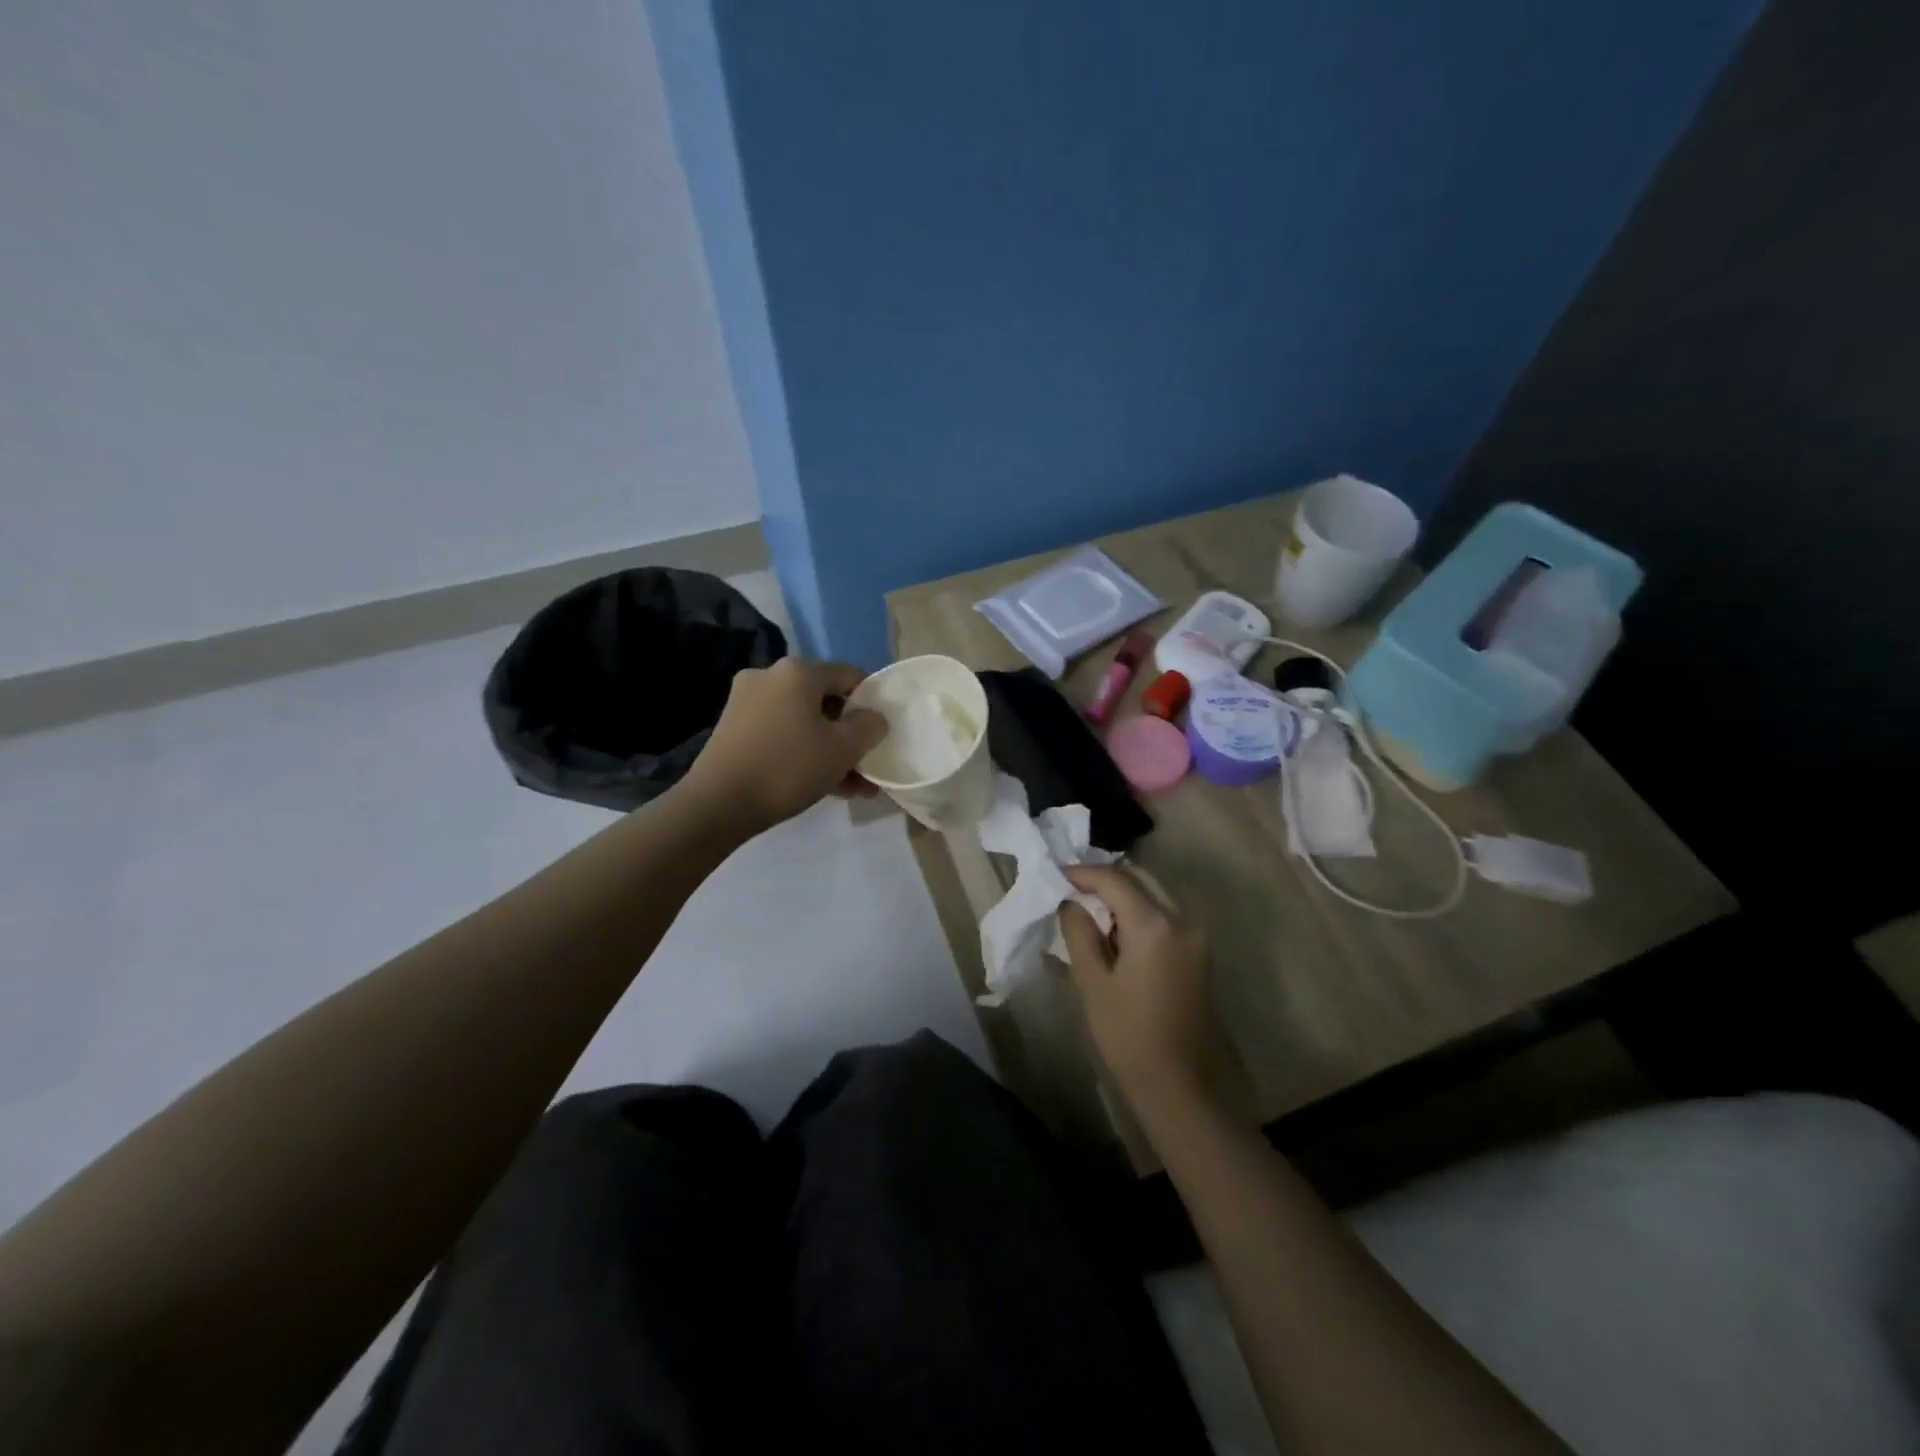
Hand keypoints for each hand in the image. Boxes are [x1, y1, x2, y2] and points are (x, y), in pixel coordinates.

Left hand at [683, 659, 887, 834]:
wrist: (718, 804)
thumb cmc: (788, 768)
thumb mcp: (843, 749)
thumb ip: (869, 727)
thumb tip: (874, 717)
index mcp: (798, 672)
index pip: (850, 675)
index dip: (872, 702)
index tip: (881, 733)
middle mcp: (770, 677)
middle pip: (825, 701)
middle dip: (849, 734)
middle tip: (868, 764)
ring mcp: (747, 702)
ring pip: (803, 722)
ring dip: (830, 750)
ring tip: (853, 787)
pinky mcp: (734, 729)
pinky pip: (781, 735)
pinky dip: (803, 753)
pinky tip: (824, 786)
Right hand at [1058, 864, 1220, 1112]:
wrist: (1179, 1086)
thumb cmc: (1127, 1036)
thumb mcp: (1092, 983)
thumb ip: (1079, 932)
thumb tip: (1070, 902)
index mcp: (1154, 925)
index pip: (1114, 879)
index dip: (1082, 873)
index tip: (1054, 875)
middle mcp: (1182, 920)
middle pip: (1140, 878)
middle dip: (1104, 878)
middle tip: (1070, 888)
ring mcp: (1196, 936)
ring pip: (1155, 893)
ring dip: (1124, 892)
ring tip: (1088, 906)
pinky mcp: (1199, 952)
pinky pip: (1166, 914)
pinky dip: (1140, 909)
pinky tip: (1115, 928)